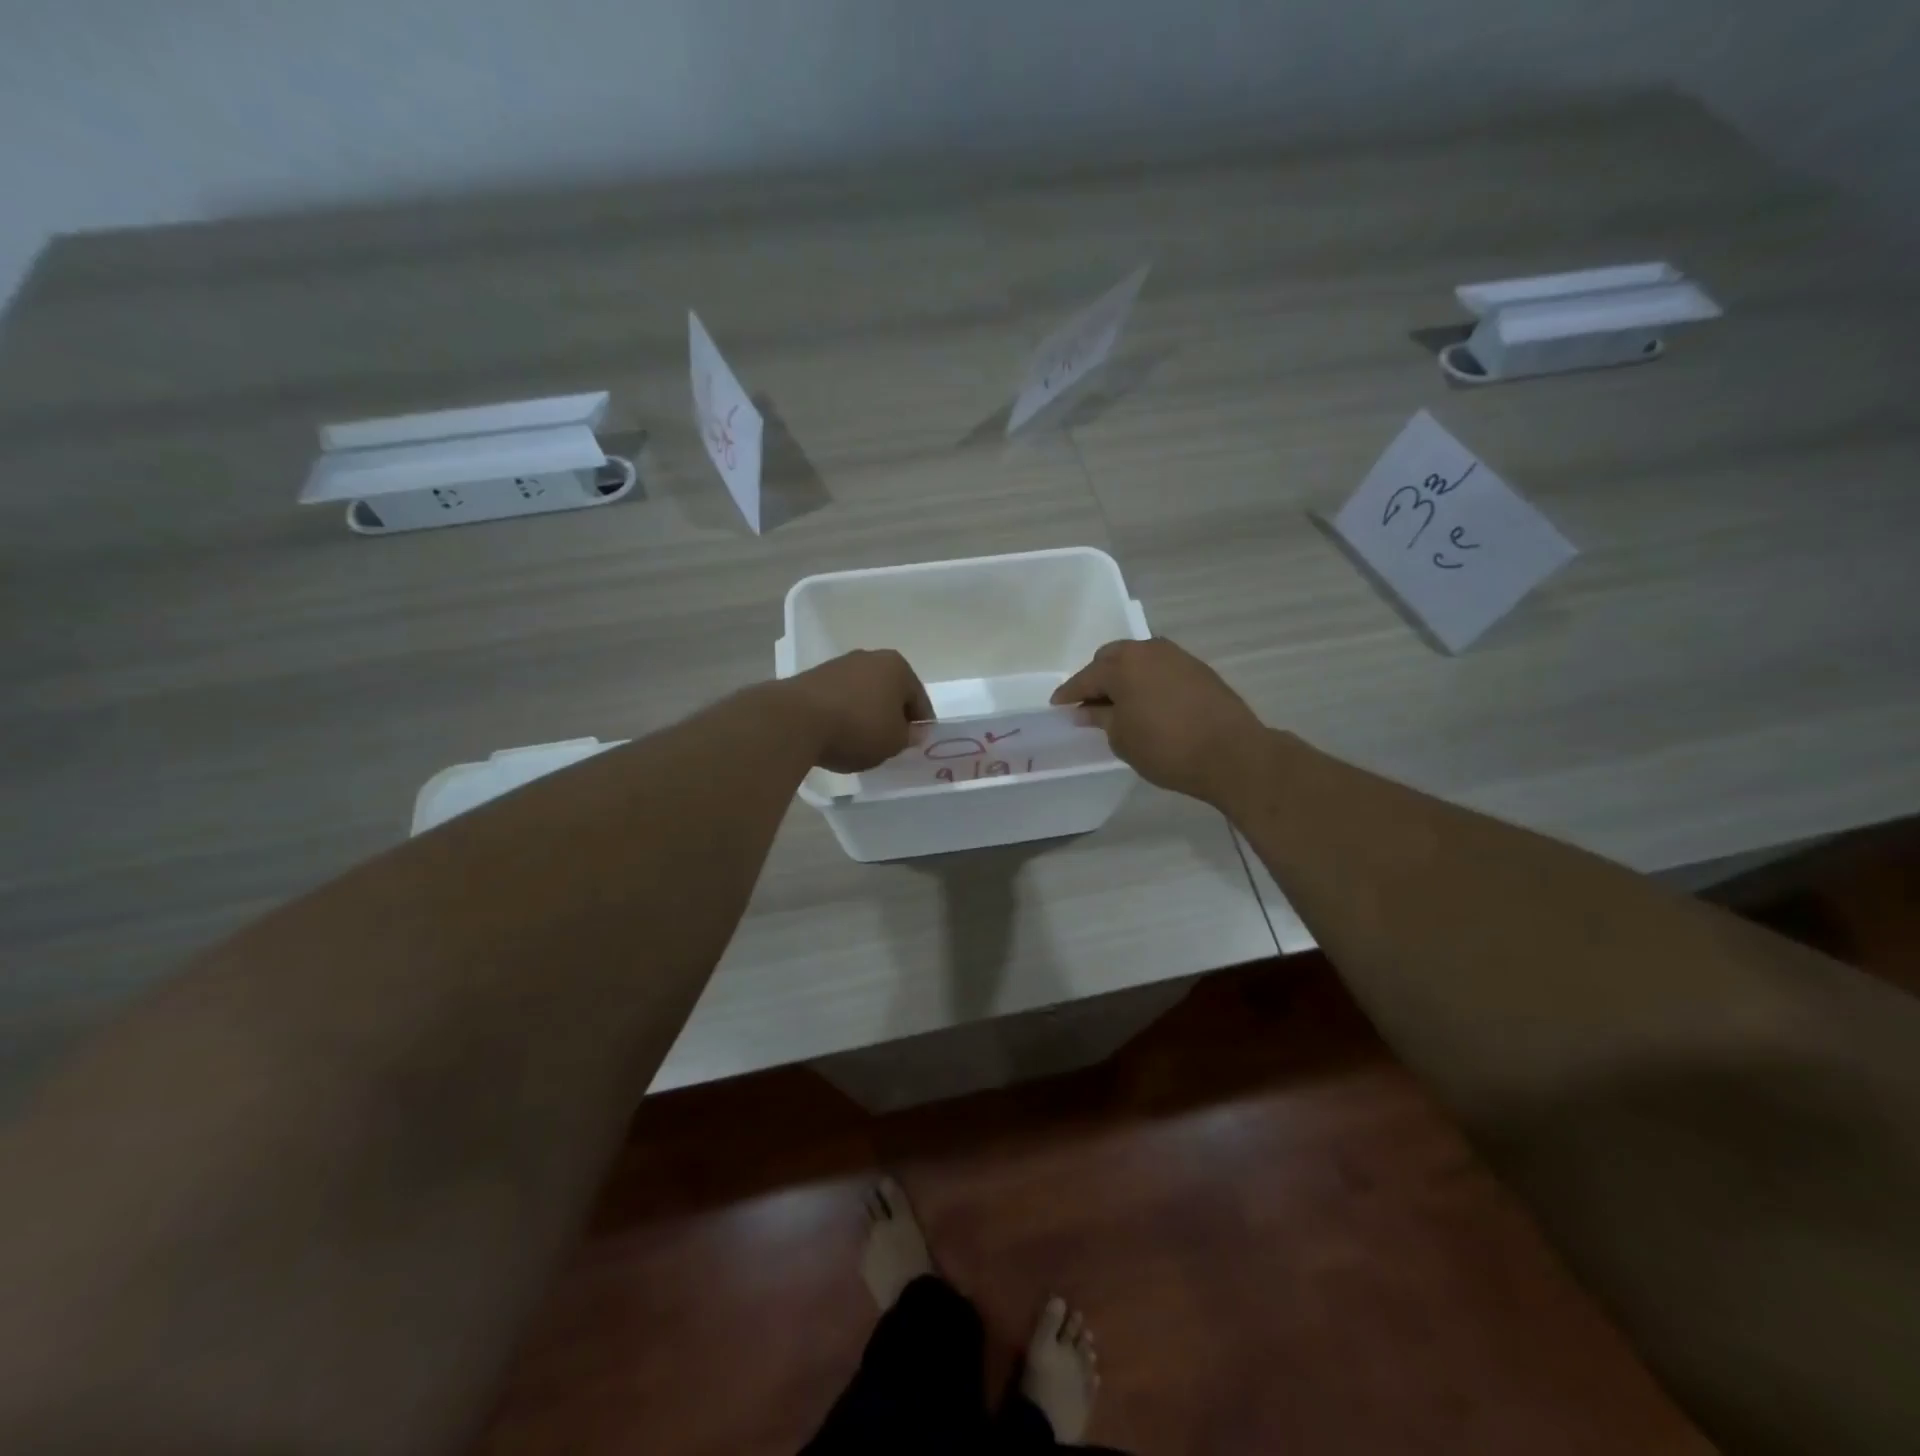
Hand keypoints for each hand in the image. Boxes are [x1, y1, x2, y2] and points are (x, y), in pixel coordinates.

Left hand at [782, 649, 935, 773]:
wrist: (795, 720)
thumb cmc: (857, 728)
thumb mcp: (893, 742)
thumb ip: (909, 737)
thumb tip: (915, 731)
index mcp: (897, 666)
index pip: (919, 699)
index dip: (921, 724)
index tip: (917, 745)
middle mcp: (869, 658)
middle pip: (890, 692)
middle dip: (892, 715)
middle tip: (891, 743)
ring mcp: (839, 665)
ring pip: (864, 694)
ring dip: (867, 714)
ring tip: (862, 742)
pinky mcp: (813, 678)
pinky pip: (840, 699)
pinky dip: (844, 714)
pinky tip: (838, 734)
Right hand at [1051, 638, 1264, 805]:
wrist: (1232, 753)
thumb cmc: (1166, 748)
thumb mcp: (1122, 738)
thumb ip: (1100, 718)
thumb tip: (1088, 709)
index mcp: (1122, 665)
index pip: (1086, 677)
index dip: (1069, 694)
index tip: (1058, 706)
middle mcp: (1148, 650)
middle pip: (1112, 659)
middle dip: (1097, 679)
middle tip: (1090, 704)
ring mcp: (1177, 656)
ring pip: (1139, 660)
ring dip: (1125, 677)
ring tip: (1119, 704)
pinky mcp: (1198, 669)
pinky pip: (1160, 669)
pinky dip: (1148, 681)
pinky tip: (1148, 703)